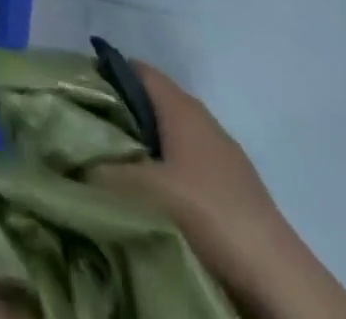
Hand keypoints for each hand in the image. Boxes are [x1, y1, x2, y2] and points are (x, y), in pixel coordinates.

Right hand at [95, 64, 345, 318]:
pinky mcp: (233, 191)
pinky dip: (164, 175)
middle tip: (84, 136)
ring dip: (141, 150)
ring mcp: (221, 155)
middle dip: (118, 116)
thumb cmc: (205, 211)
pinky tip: (150, 202)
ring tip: (110, 172)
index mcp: (180, 103)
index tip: (76, 94)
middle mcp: (201, 118)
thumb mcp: (139, 188)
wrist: (278, 278)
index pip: (133, 68)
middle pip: (149, 103)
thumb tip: (67, 158)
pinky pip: (186, 167)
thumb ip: (97, 168)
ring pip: (168, 138)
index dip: (103, 74)